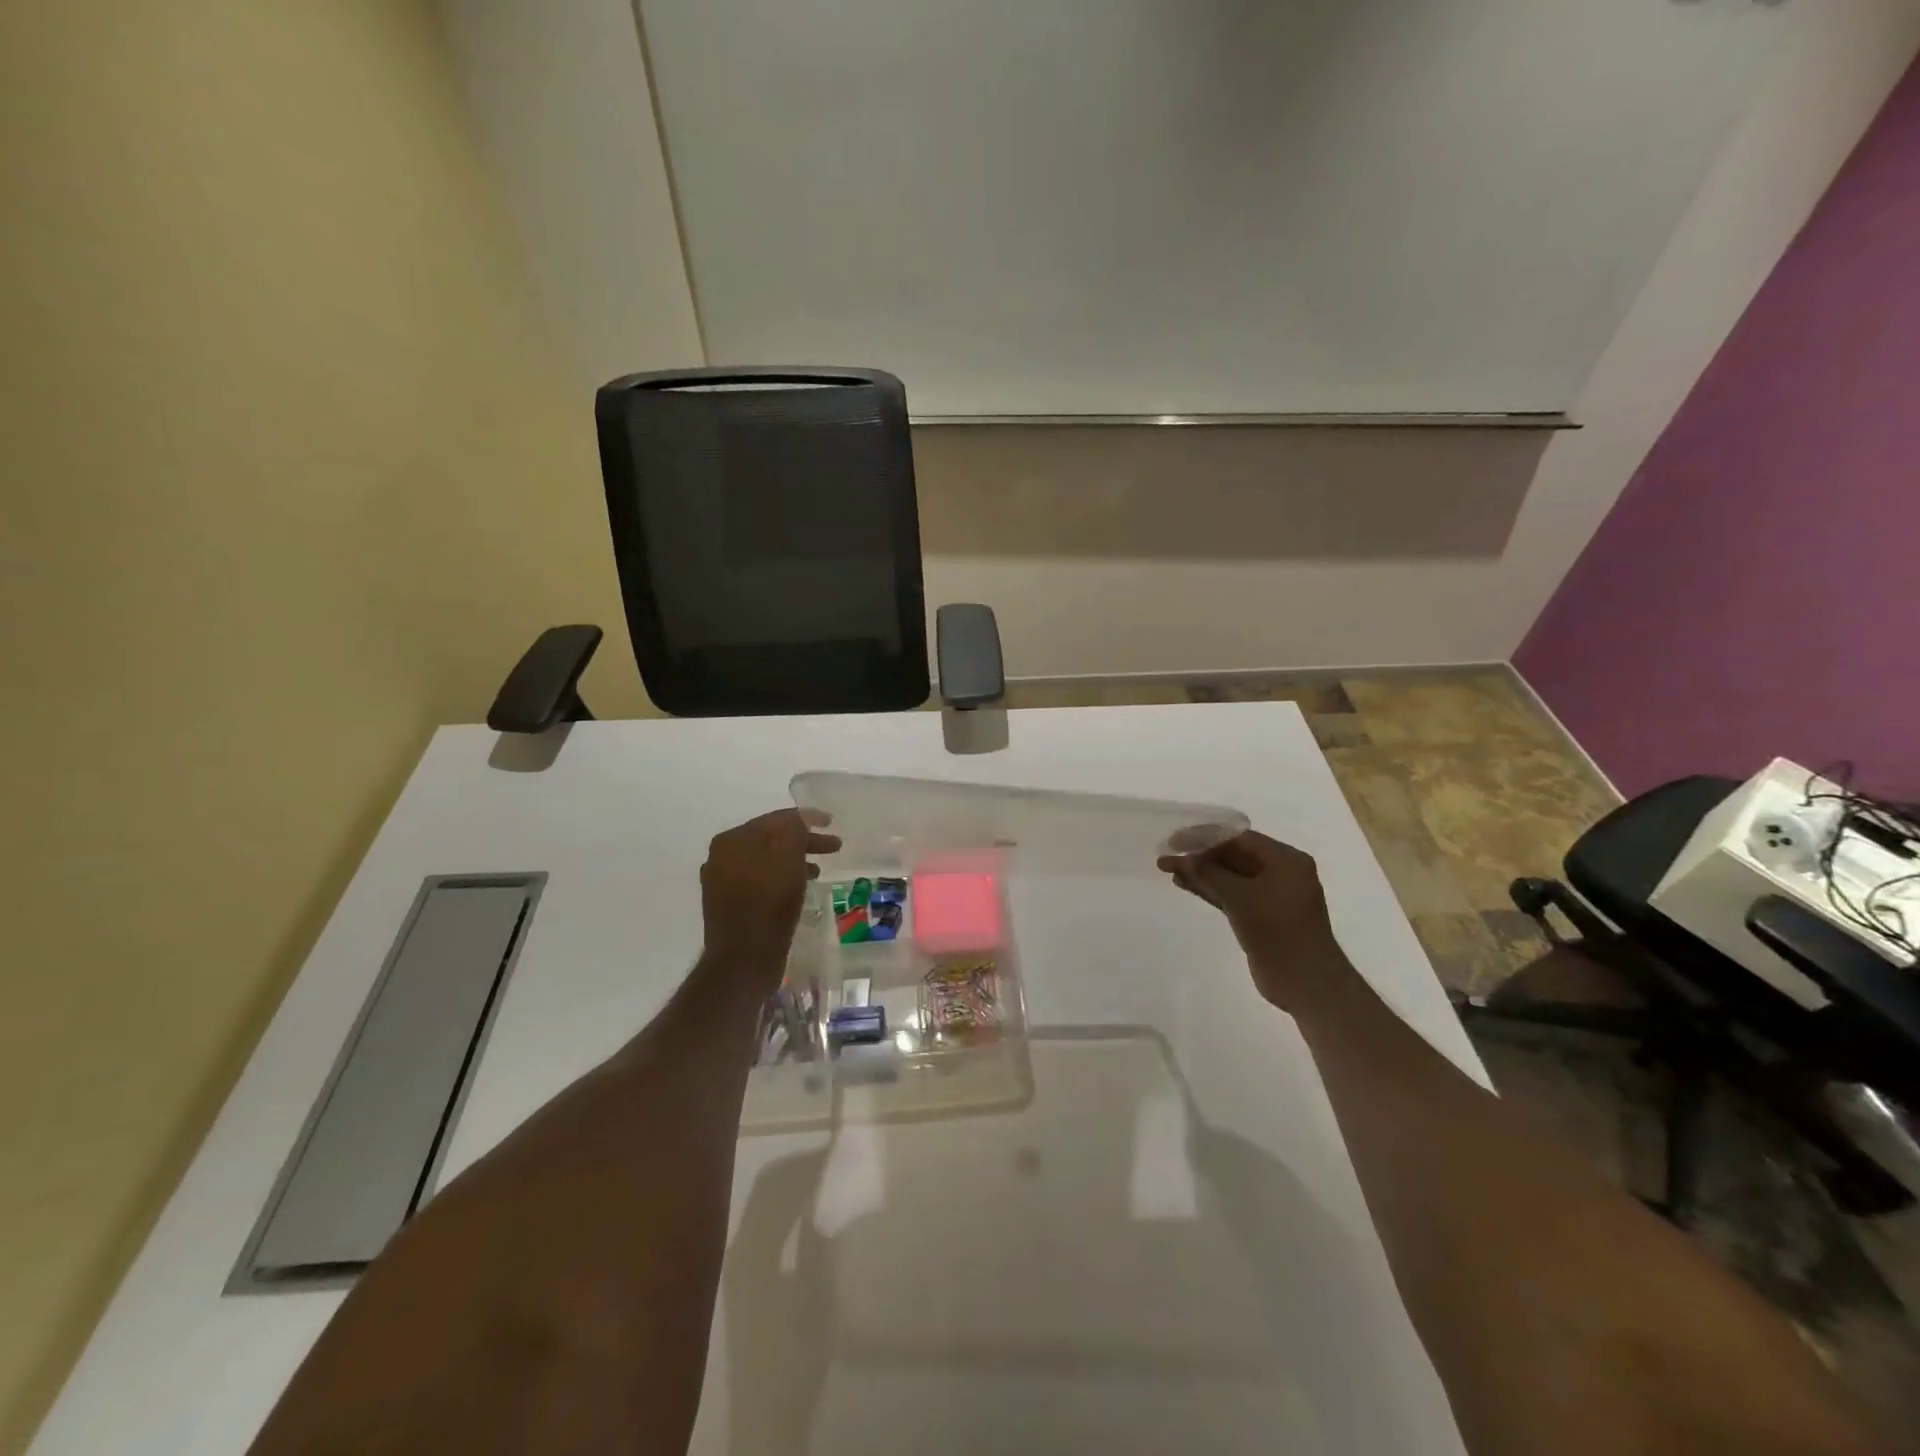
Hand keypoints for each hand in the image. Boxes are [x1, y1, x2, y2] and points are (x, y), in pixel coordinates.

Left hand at [701, 810, 841, 974]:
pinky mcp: (730, 905)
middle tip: (834, 846)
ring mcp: (723, 882)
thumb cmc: (769, 904)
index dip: (806, 818)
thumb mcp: (788, 858)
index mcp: (732, 840)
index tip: (831, 822)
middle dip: (803, 840)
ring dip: (795, 860)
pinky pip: (761, 881)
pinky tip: (797, 889)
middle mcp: (722, 856)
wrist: (743, 960)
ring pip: (767, 860)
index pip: (776, 819)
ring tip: (819, 870)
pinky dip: (781, 879)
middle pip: (771, 839)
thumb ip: (794, 830)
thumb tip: (799, 820)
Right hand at [1158, 831, 1351, 1009]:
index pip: (1239, 838)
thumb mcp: (1240, 896)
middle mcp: (1282, 873)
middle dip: (1201, 857)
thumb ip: (1209, 873)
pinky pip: (1234, 895)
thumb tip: (1183, 859)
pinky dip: (1211, 890)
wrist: (1305, 981)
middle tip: (1168, 857)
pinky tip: (1186, 885)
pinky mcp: (1263, 917)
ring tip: (1170, 871)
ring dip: (1202, 874)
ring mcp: (1272, 896)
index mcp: (1286, 860)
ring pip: (1231, 877)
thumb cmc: (1277, 930)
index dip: (1205, 837)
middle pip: (1234, 856)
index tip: (1176, 842)